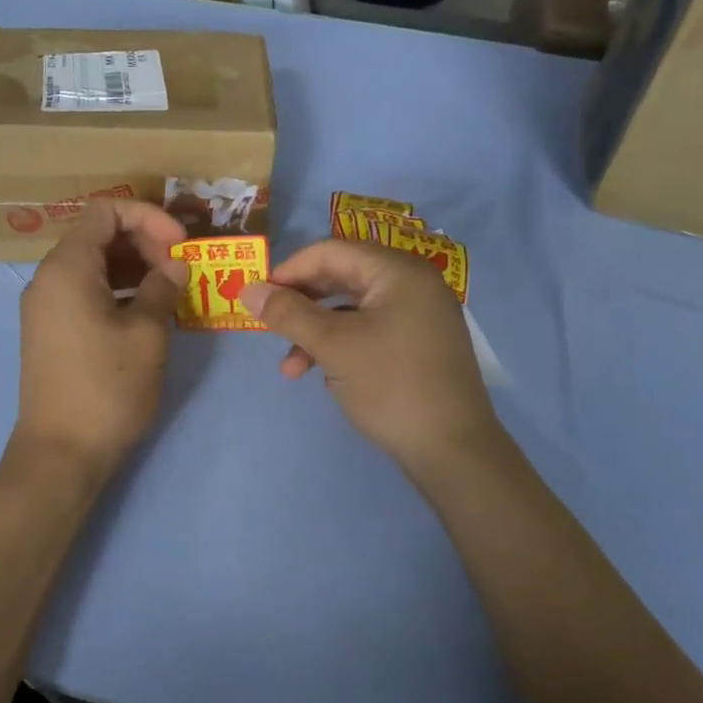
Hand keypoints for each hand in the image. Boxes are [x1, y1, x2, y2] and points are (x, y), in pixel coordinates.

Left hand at [13, 201, 185, 480]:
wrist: (61, 453)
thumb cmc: (107, 387)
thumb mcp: (147, 334)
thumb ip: (162, 288)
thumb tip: (174, 266)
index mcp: (67, 267)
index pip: (106, 211)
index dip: (149, 217)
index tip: (180, 245)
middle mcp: (48, 278)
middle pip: (98, 236)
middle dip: (144, 242)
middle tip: (179, 270)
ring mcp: (46, 306)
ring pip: (94, 266)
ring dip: (134, 269)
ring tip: (171, 291)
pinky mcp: (51, 331)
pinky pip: (86, 292)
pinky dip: (118, 291)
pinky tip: (148, 313)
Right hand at [240, 239, 494, 479]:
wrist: (454, 451)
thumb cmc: (391, 385)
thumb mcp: (332, 346)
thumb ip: (288, 313)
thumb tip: (248, 289)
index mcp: (398, 271)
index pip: (330, 252)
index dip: (289, 270)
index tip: (258, 297)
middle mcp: (413, 284)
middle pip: (341, 277)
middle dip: (301, 306)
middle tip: (270, 328)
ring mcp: (420, 315)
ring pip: (352, 310)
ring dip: (316, 334)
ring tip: (292, 370)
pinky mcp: (420, 345)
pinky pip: (370, 331)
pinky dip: (342, 347)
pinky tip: (329, 378)